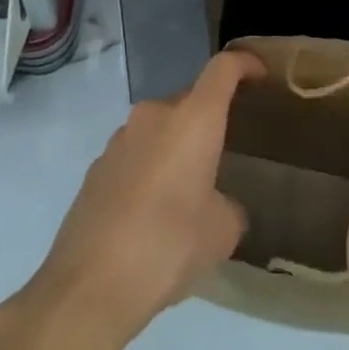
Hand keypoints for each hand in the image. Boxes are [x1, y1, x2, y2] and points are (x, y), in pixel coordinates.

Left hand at [20, 50, 264, 340]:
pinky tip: (151, 215)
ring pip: (160, 129)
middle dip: (208, 122)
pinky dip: (149, 171)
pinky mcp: (97, 166)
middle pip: (190, 101)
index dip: (244, 64)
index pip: (223, 68)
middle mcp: (155, 114)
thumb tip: (217, 205)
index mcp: (193, 119)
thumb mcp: (220, 233)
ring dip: (176, 149)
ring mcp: (120, 137)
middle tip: (223, 156)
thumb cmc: (167, 246)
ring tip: (186, 193)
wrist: (89, 285)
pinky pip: (135, 155)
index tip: (259, 74)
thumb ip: (229, 207)